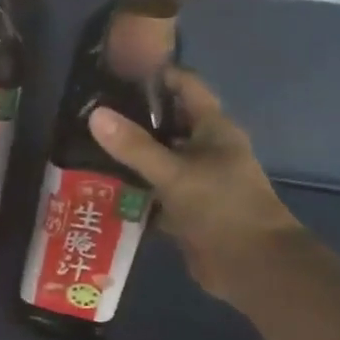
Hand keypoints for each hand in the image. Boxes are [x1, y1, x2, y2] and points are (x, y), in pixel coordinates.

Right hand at [87, 70, 299, 306]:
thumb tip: (95, 114)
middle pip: (167, 124)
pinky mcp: (187, 209)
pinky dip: (133, 190)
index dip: (156, 75)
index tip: (116, 72)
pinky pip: (155, 192)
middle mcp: (206, 149)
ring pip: (159, 159)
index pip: (185, 86)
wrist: (253, 267)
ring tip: (86, 146)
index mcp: (214, 129)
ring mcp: (197, 181)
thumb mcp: (174, 173)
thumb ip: (134, 146)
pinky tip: (101, 186)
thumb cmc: (222, 208)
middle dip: (133, 118)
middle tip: (90, 111)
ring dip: (130, 156)